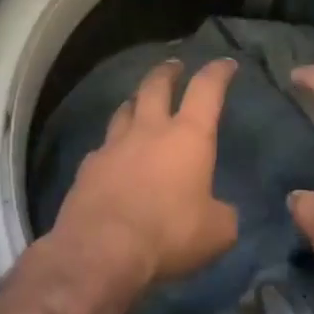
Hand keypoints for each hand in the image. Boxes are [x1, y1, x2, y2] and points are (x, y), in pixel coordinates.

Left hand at [46, 58, 240, 291]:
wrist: (101, 250)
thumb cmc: (169, 234)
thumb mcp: (217, 232)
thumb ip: (223, 215)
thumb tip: (219, 211)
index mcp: (188, 137)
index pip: (206, 90)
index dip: (218, 73)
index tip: (225, 64)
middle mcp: (149, 131)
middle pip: (156, 86)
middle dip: (168, 73)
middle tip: (173, 66)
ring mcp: (113, 146)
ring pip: (124, 110)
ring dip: (135, 102)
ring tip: (139, 103)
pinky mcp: (87, 168)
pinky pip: (103, 147)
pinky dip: (112, 146)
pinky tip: (113, 156)